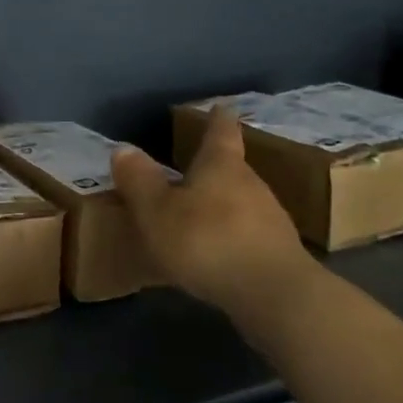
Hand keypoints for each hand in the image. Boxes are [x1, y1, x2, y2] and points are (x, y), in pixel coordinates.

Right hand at [112, 105, 311, 317]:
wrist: (276, 296)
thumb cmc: (208, 242)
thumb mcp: (158, 212)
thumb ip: (140, 181)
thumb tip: (122, 148)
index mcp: (222, 166)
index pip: (221, 132)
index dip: (218, 118)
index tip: (222, 105)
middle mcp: (251, 184)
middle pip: (232, 168)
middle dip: (215, 167)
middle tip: (195, 168)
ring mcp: (271, 220)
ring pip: (243, 202)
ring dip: (223, 205)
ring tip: (202, 214)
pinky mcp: (280, 254)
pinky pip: (250, 235)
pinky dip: (233, 237)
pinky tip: (219, 253)